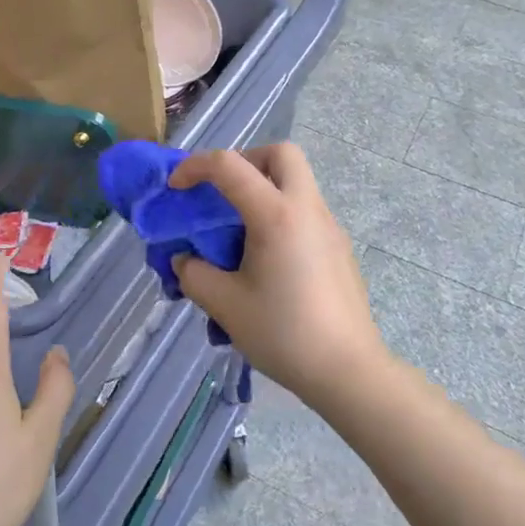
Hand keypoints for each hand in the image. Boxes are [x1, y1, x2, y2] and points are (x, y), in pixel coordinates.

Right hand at [169, 144, 385, 408]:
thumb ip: (194, 274)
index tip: (175, 187)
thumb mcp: (225, 305)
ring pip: (297, 182)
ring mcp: (330, 227)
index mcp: (276, 214)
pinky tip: (268, 263)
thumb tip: (185, 260)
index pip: (230, 165)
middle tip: (223, 193)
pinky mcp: (339, 249)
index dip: (195, 166)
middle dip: (246, 160)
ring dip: (265, 189)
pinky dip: (281, 217)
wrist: (348, 371)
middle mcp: (307, 209)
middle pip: (281, 154)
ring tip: (239, 234)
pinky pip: (306, 212)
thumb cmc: (283, 333)